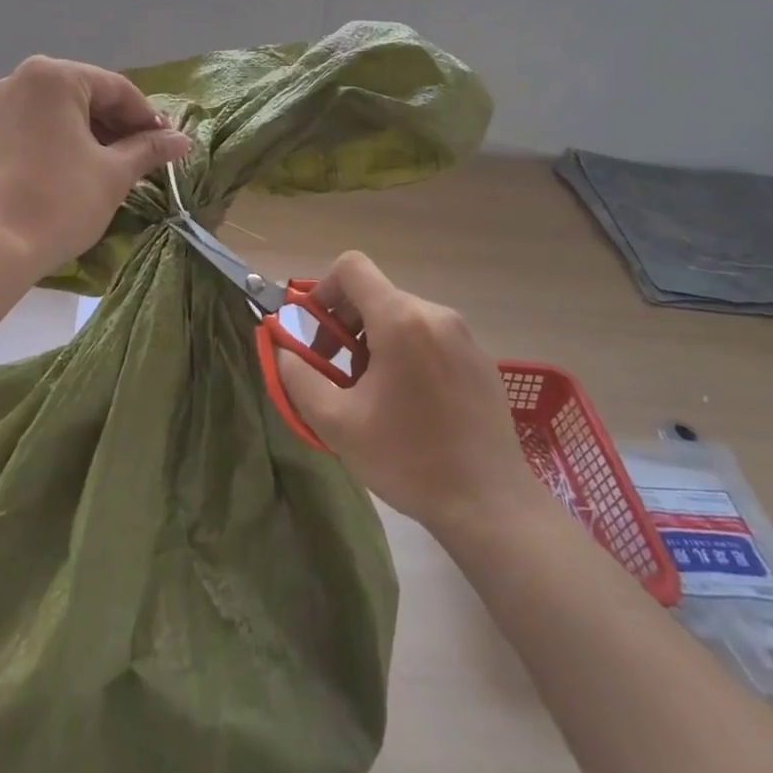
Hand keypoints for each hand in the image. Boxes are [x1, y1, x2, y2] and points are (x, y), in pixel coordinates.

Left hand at [0, 56, 190, 272]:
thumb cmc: (60, 200)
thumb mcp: (114, 173)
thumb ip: (149, 149)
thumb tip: (182, 140)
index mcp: (54, 76)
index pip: (117, 89)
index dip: (149, 118)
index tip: (171, 144)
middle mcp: (22, 80)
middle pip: (86, 96)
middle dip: (120, 126)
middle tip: (149, 157)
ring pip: (62, 113)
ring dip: (95, 136)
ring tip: (121, 167)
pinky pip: (38, 128)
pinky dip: (66, 143)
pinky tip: (84, 170)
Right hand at [277, 252, 547, 532]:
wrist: (491, 506)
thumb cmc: (408, 459)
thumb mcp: (336, 423)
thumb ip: (297, 376)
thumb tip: (281, 346)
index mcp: (400, 320)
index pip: (351, 267)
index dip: (323, 291)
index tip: (316, 334)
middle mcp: (435, 314)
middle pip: (375, 295)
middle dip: (346, 326)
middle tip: (339, 375)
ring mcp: (464, 335)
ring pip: (402, 316)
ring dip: (375, 342)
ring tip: (374, 395)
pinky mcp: (480, 359)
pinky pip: (430, 336)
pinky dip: (407, 353)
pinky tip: (411, 405)